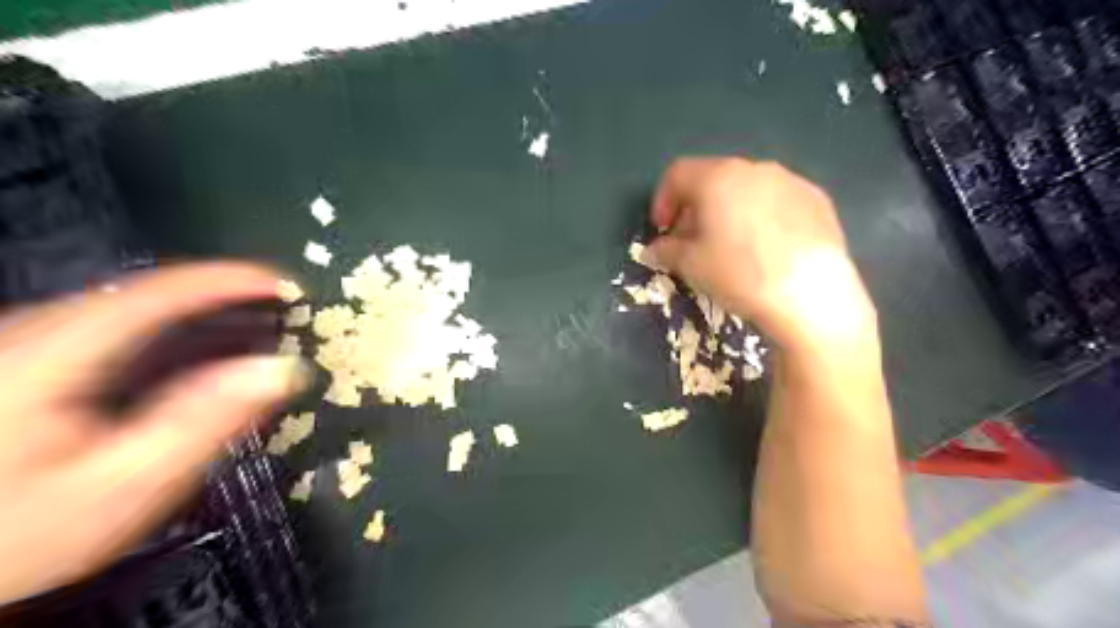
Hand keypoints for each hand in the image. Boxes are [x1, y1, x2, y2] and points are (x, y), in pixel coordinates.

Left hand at [1, 261, 305, 603]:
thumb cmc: (25, 530)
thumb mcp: (128, 482)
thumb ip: (207, 418)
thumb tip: (280, 370)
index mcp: (56, 356)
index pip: (162, 293)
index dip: (232, 283)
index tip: (286, 287)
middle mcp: (34, 338)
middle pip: (149, 296)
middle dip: (224, 299)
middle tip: (280, 313)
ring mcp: (26, 351)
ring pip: (132, 313)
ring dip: (200, 317)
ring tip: (254, 331)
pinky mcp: (28, 369)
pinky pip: (116, 335)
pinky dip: (170, 337)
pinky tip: (198, 358)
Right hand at [654, 157, 878, 357]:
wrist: (811, 294)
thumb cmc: (739, 274)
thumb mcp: (690, 265)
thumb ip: (665, 250)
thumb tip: (655, 249)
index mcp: (717, 178)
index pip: (677, 174)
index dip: (662, 200)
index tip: (662, 229)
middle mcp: (754, 168)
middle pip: (713, 178)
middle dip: (696, 207)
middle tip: (693, 240)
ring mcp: (791, 181)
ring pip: (747, 189)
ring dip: (729, 210)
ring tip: (731, 246)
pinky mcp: (818, 199)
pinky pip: (777, 201)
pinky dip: (762, 217)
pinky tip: (767, 249)